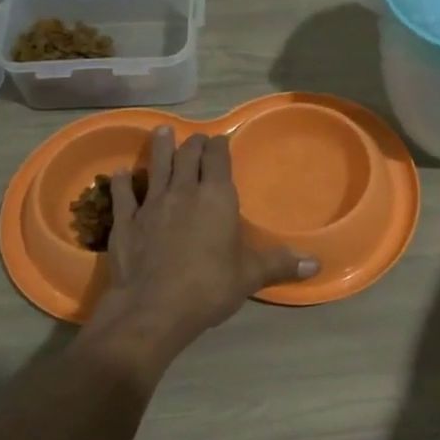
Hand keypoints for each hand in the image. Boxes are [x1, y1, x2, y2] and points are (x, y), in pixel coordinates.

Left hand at [84, 127, 317, 361]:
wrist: (154, 307)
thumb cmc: (210, 287)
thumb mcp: (250, 276)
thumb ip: (280, 264)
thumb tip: (316, 264)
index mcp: (217, 197)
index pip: (218, 158)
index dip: (219, 146)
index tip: (220, 140)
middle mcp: (184, 191)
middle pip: (187, 156)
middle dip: (193, 144)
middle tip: (196, 139)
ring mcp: (151, 204)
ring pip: (156, 166)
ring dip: (160, 148)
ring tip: (161, 131)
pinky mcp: (126, 222)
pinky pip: (124, 194)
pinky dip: (124, 181)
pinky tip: (123, 173)